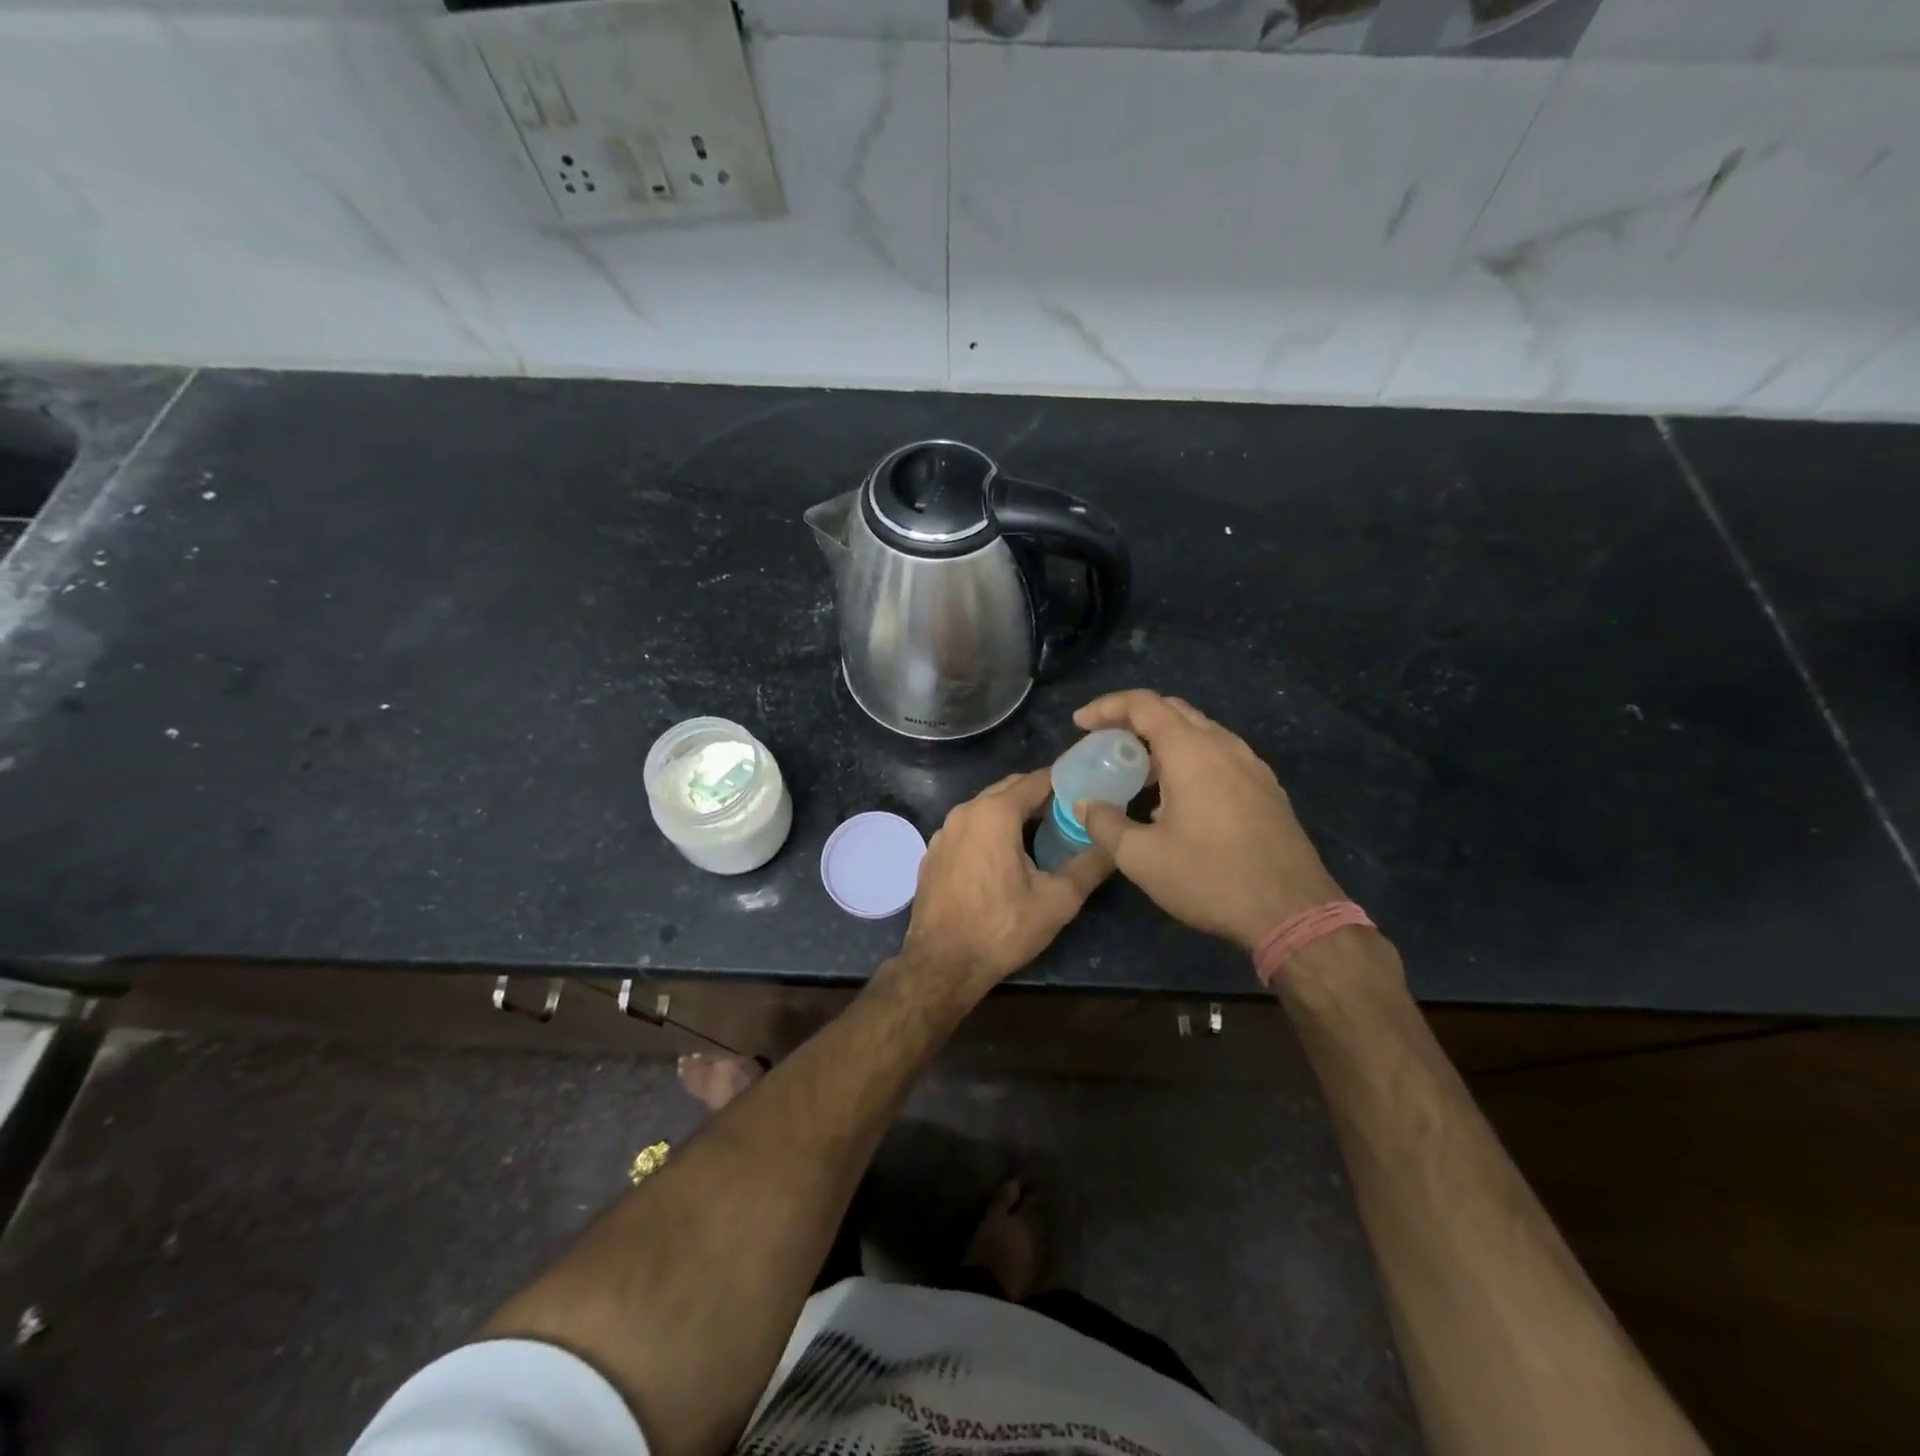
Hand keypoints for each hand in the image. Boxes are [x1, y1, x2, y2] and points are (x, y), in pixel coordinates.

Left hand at [898, 770, 1112, 997]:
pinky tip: (1004, 854)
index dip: (1064, 780)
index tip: (1087, 787)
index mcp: (995, 814)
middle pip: (1009, 788)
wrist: (942, 964)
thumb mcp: (1057, 900)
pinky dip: (989, 829)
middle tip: (1070, 810)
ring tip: (1042, 830)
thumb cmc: (1002, 929)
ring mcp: (944, 831)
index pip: (1036, 780)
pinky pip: (968, 828)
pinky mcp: (933, 852)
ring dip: (1013, 811)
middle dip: (1039, 794)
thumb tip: (1114, 844)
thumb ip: (1090, 865)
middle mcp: (965, 812)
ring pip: (985, 807)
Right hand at [1073, 689, 1343, 951]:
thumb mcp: (1142, 857)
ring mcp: (1251, 766)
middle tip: (1105, 743)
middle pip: (1173, 711)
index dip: (1106, 707)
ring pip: (1200, 733)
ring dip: (1163, 740)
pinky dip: (1189, 758)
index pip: (1143, 704)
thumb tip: (1084, 804)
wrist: (1293, 912)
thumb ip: (1105, 824)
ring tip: (1137, 770)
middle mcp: (1224, 746)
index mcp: (1191, 751)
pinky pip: (1220, 756)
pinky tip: (1177, 796)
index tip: (1079, 724)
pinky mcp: (1266, 789)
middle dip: (1133, 719)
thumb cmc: (1210, 878)